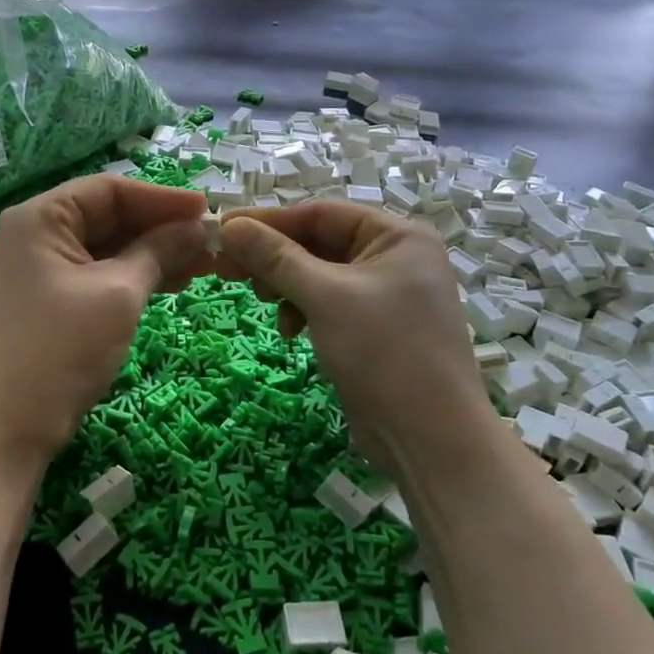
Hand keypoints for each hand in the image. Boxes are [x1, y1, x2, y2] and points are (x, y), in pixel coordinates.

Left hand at [0, 176, 211, 463]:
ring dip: (155, 254)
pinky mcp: (53, 299)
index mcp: (40, 218)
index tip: (208, 210)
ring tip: (202, 266)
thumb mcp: (119, 292)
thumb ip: (160, 251)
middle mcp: (37, 234)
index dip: (162, 199)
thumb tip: (199, 228)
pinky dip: (136, 276)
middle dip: (161, 229)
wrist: (13, 425)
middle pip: (109, 216)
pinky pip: (101, 273)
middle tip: (210, 242)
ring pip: (109, 247)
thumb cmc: (63, 348)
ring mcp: (43, 268)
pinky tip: (174, 283)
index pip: (109, 190)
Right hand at [217, 202, 488, 474]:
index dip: (269, 221)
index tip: (223, 230)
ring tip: (261, 302)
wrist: (431, 440)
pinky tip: (288, 331)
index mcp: (397, 236)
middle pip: (319, 242)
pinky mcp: (375, 328)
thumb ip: (276, 257)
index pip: (321, 213)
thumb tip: (229, 226)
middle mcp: (396, 257)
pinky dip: (304, 311)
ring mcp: (387, 295)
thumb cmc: (384, 352)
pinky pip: (329, 304)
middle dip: (274, 257)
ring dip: (286, 285)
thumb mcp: (325, 297)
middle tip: (227, 270)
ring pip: (320, 275)